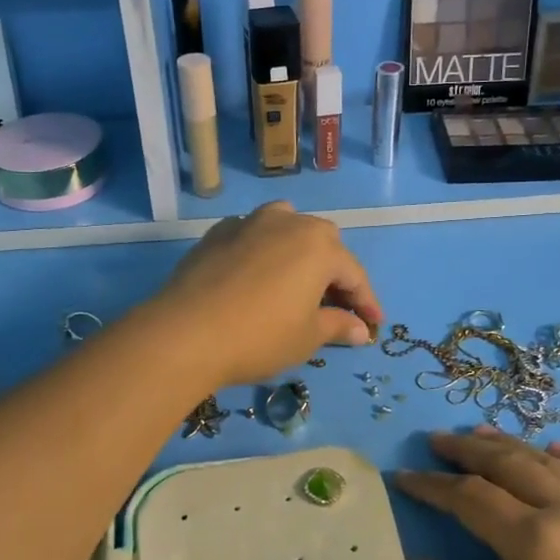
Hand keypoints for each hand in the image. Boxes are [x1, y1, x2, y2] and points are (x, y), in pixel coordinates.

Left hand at [152, 203, 383, 387]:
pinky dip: (264, 251)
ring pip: (287, 227)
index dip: (366, 302)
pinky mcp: (218, 232)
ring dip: (298, 251)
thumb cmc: (259, 336)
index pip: (354, 274)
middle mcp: (288, 222)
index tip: (373, 324)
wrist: (186, 332)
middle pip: (323, 243)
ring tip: (297, 280)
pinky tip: (257, 275)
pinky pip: (253, 235)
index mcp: (319, 246)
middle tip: (335, 305)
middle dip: (334, 272)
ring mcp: (250, 222)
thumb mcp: (306, 337)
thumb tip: (360, 328)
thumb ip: (338, 325)